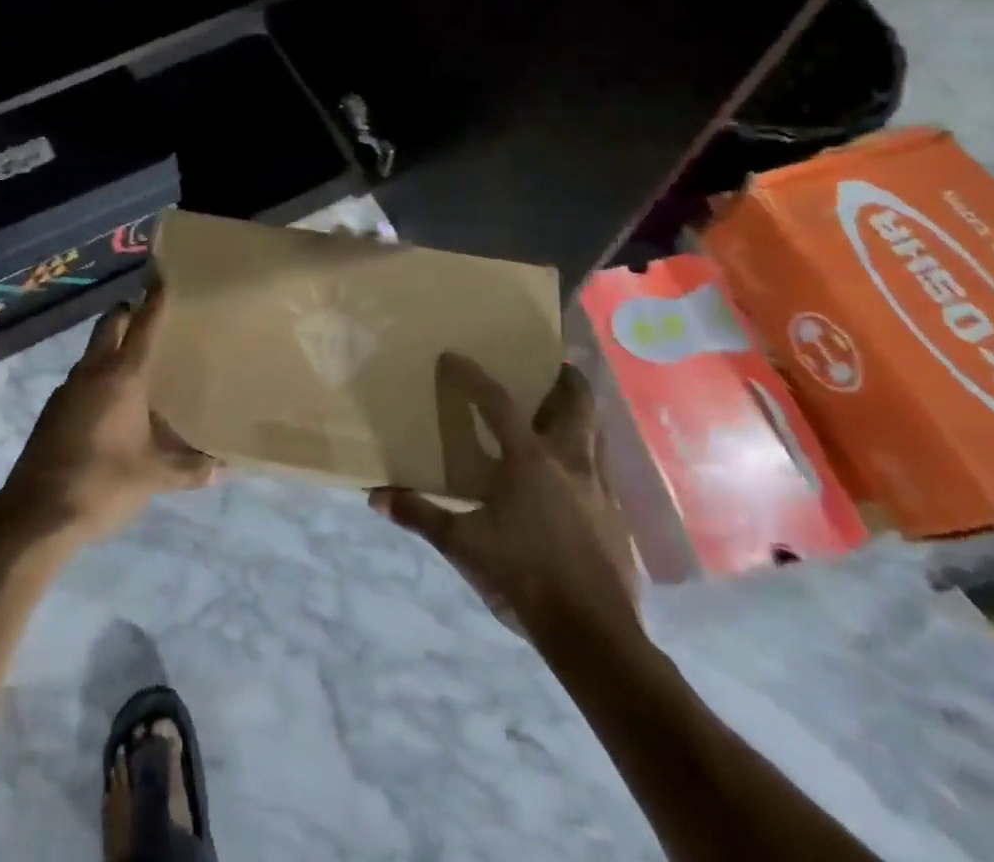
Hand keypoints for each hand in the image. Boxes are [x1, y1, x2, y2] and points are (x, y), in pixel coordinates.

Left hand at [3, 285, 218, 542]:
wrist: (35, 516)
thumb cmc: (102, 483)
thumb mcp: (154, 476)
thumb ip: (191, 468)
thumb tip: (225, 467)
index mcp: (121, 376)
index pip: (143, 323)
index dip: (155, 296)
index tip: (163, 271)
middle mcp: (92, 371)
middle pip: (111, 323)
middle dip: (129, 312)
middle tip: (155, 318)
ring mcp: (68, 389)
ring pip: (93, 351)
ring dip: (113, 347)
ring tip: (141, 364)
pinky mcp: (54, 411)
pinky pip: (83, 378)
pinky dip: (100, 377)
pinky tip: (115, 404)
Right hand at [370, 354, 638, 650]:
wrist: (594, 635)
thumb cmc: (523, 577)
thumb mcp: (463, 546)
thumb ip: (421, 515)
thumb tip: (375, 497)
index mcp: (529, 460)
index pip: (497, 402)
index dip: (472, 376)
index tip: (453, 356)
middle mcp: (570, 462)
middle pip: (576, 404)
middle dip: (567, 380)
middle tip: (554, 367)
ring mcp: (600, 490)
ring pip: (597, 435)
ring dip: (582, 417)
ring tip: (564, 415)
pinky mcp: (617, 519)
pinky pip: (604, 472)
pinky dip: (589, 459)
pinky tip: (576, 477)